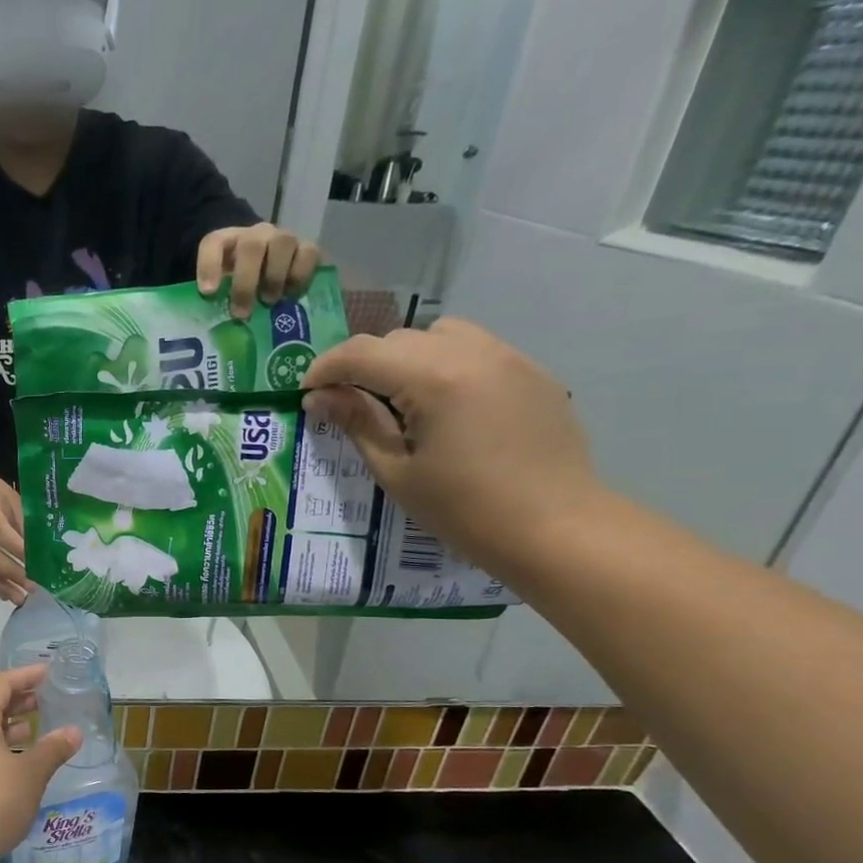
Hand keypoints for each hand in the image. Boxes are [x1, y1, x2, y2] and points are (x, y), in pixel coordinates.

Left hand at [0, 665, 81, 861]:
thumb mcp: (30, 774)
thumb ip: (52, 750)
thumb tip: (74, 733)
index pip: (1, 684)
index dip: (26, 676)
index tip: (48, 673)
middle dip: (15, 701)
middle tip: (43, 700)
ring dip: (4, 726)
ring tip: (30, 729)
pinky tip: (11, 763)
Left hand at [196, 222, 322, 317]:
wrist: (269, 274)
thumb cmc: (240, 287)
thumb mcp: (222, 292)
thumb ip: (216, 302)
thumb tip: (210, 332)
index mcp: (227, 243)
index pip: (213, 243)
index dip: (209, 266)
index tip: (209, 293)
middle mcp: (256, 235)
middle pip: (251, 245)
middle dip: (246, 282)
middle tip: (242, 313)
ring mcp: (283, 239)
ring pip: (283, 243)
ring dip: (275, 276)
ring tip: (269, 301)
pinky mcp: (307, 248)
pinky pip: (309, 253)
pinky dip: (301, 276)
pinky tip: (291, 296)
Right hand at [300, 317, 602, 573]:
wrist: (555, 528)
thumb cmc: (463, 509)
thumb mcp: (397, 471)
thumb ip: (357, 423)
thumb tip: (318, 397)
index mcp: (434, 379)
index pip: (362, 353)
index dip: (325, 368)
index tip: (307, 393)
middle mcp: (472, 353)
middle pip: (398, 339)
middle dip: (364, 364)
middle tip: (348, 404)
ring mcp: (508, 358)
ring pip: (439, 334)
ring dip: (406, 357)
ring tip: (398, 399)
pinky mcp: (531, 372)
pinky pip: (475, 349)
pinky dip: (445, 364)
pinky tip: (444, 407)